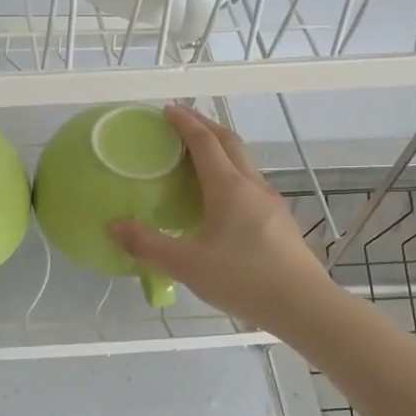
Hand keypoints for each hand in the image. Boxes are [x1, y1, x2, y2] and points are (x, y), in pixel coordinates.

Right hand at [108, 104, 332, 334]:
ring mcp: (270, 202)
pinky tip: (222, 195)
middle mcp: (252, 186)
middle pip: (229, 143)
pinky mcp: (279, 220)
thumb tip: (113, 226)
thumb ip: (147, 245)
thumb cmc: (243, 279)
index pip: (204, 142)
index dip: (185, 122)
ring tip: (199, 154)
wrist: (303, 305)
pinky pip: (251, 182)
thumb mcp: (186, 265)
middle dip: (205, 126)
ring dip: (221, 148)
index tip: (167, 110)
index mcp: (228, 188)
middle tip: (183, 121)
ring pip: (244, 161)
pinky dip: (231, 172)